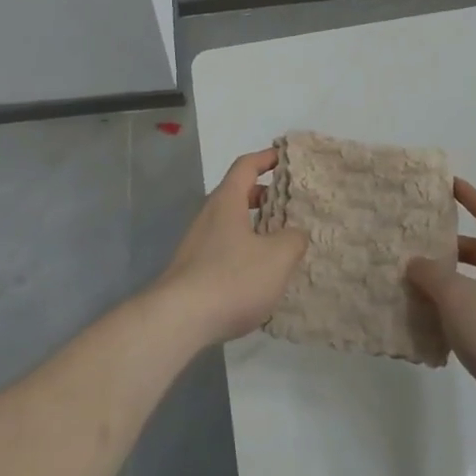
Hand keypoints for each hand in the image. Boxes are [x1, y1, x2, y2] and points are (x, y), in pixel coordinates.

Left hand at [155, 149, 307, 345]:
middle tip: (289, 201)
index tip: (284, 156)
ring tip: (280, 239)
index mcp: (227, 201)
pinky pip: (224, 246)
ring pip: (231, 222)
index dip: (266, 158)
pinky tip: (258, 272)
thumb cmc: (232, 278)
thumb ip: (293, 239)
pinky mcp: (193, 269)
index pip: (245, 166)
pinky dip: (244, 248)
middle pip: (237, 193)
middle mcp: (209, 215)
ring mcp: (198, 242)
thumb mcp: (277, 258)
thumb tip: (296, 233)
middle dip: (263, 194)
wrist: (179, 319)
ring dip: (254, 224)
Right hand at [407, 179, 475, 433]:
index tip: (449, 184)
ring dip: (460, 283)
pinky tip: (449, 329)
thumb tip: (417, 263)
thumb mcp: (459, 300)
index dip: (469, 196)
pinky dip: (471, 311)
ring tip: (427, 291)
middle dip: (454, 249)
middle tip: (422, 248)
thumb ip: (433, 276)